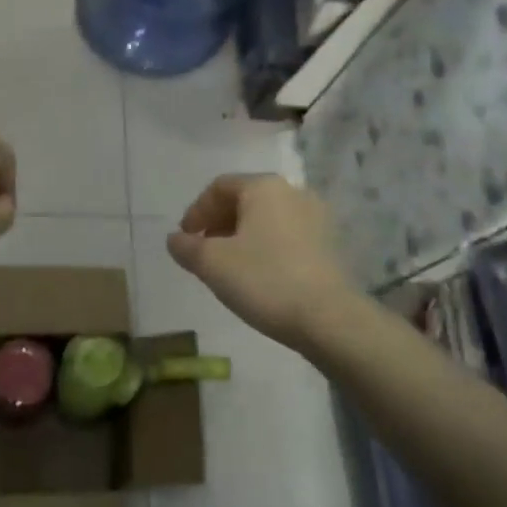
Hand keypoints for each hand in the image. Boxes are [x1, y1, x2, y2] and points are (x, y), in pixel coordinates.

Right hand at [167, 175, 351, 350]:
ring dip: (242, 236)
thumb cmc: (264, 280)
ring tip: (229, 266)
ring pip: (267, 219)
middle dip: (219, 223)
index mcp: (264, 187)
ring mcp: (317, 218)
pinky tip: (259, 276)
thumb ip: (186, 247)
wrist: (330, 319)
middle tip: (203, 251)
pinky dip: (266, 247)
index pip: (219, 187)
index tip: (185, 238)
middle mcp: (293, 192)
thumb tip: (175, 239)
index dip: (196, 211)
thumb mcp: (212, 264)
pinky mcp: (330, 245)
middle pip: (245, 200)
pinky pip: (287, 236)